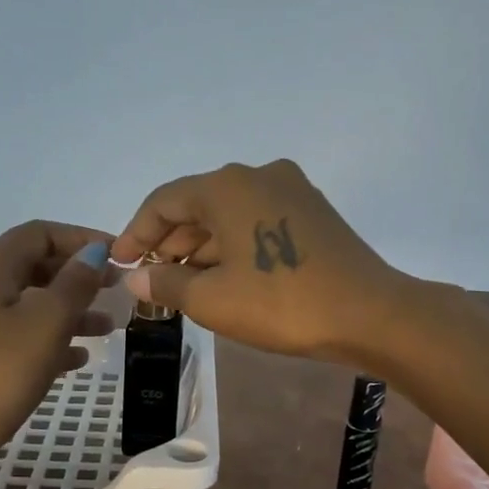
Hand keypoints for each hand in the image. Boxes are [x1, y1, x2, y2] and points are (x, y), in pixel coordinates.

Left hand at [0, 222, 112, 488]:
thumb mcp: (47, 323)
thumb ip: (75, 283)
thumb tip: (93, 251)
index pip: (40, 233)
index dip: (81, 238)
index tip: (119, 256)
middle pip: (34, 266)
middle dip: (78, 275)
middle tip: (117, 289)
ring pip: (28, 303)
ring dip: (69, 310)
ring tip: (107, 328)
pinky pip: (16, 335)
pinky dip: (48, 339)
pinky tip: (77, 358)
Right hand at [110, 159, 411, 362]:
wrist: (370, 314)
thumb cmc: (282, 304)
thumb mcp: (213, 300)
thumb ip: (166, 283)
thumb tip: (136, 276)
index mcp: (228, 185)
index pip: (164, 201)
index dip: (135, 232)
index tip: (118, 262)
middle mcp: (259, 175)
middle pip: (198, 204)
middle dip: (170, 242)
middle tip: (150, 278)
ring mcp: (292, 191)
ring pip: (230, 215)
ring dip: (202, 247)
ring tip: (183, 284)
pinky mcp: (314, 213)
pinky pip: (258, 222)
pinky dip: (234, 246)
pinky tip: (224, 277)